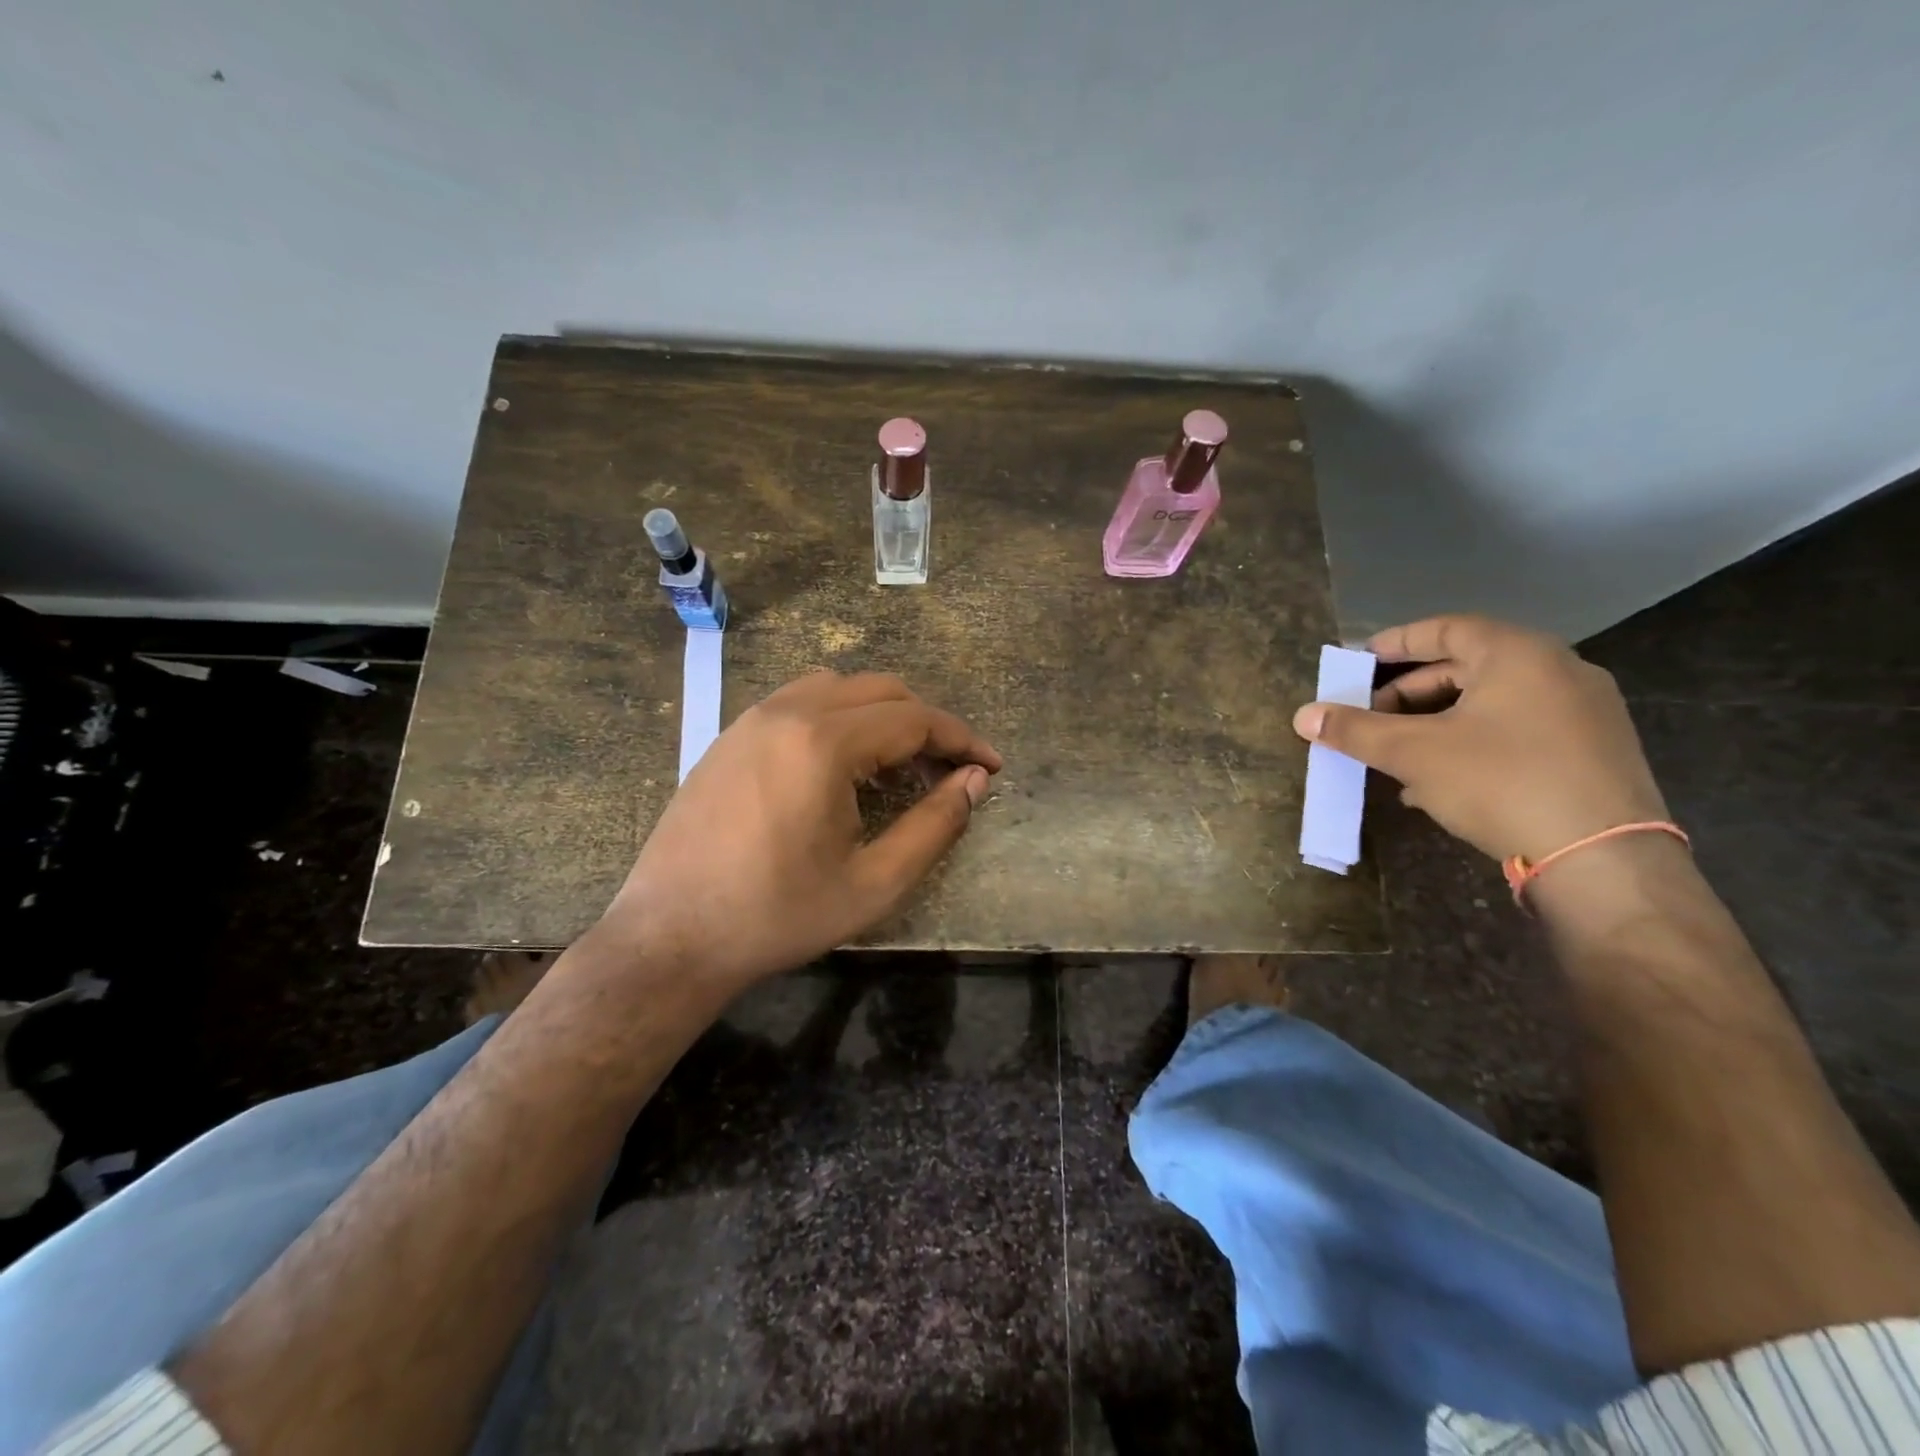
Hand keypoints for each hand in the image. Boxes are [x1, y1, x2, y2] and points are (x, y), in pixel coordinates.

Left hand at [597, 671, 1001, 989]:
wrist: (671, 936)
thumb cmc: (778, 916)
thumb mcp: (874, 884)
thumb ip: (934, 826)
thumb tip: (975, 781)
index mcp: (824, 743)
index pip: (914, 718)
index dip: (962, 739)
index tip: (992, 766)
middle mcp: (787, 712)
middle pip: (880, 690)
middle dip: (925, 723)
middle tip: (948, 770)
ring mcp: (751, 719)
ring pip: (837, 688)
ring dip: (880, 714)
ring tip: (897, 764)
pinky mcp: (729, 736)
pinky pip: (798, 701)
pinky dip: (838, 716)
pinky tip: (840, 765)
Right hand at [1292, 615, 1668, 864]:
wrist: (1602, 859)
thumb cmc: (1500, 782)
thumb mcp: (1414, 753)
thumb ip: (1355, 730)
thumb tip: (1303, 716)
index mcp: (1518, 655)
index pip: (1446, 629)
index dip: (1397, 642)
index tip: (1361, 659)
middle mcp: (1558, 671)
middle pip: (1467, 667)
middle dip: (1410, 693)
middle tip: (1371, 716)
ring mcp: (1584, 712)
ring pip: (1490, 704)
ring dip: (1435, 723)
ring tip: (1396, 755)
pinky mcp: (1593, 752)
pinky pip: (1517, 731)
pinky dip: (1471, 743)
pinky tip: (1438, 781)